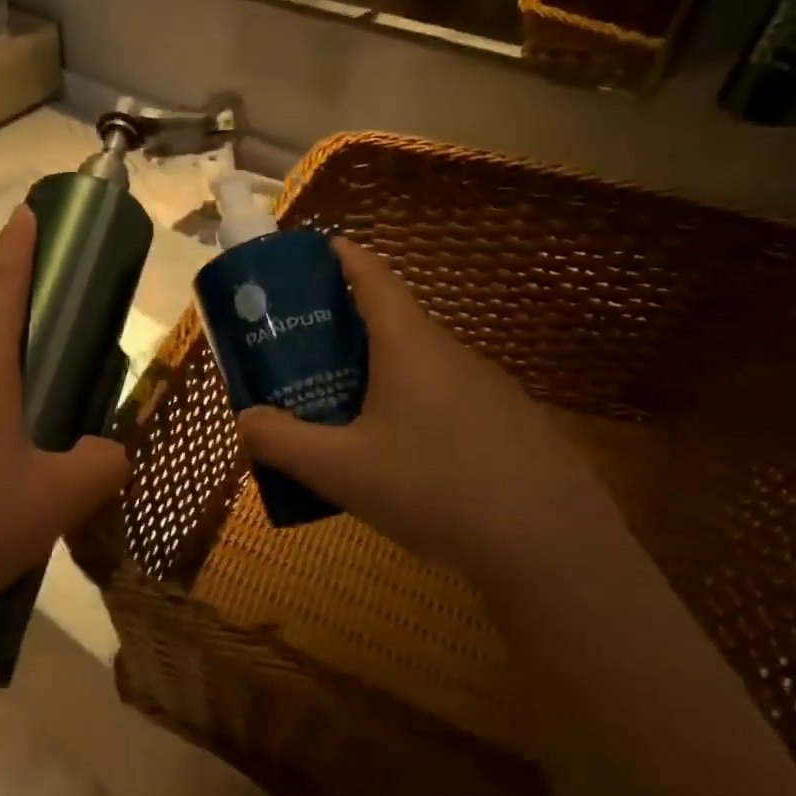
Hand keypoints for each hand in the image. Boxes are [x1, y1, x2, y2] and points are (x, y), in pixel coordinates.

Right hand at [236, 237, 619, 578]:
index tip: (318, 250)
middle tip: (303, 361)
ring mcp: (488, 390)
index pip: (375, 277)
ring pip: (419, 369)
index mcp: (410, 346)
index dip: (344, 257)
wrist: (549, 546)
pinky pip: (446, 403)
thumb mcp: (340, 469)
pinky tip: (400, 464)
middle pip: (392, 326)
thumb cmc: (433, 487)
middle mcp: (452, 354)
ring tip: (341, 419)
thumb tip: (245, 420)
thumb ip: (282, 442)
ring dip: (377, 379)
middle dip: (344, 334)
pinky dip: (412, 412)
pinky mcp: (510, 426)